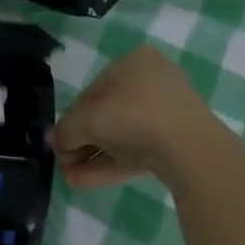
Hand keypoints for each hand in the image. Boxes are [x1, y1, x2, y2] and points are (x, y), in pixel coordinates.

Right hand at [48, 46, 215, 188]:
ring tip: (70, 178)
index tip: (59, 142)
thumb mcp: (88, 120)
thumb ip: (65, 130)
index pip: (92, 91)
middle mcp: (152, 81)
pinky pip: (138, 149)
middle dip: (82, 141)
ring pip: (122, 135)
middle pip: (107, 115)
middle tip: (64, 162)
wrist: (191, 149)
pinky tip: (85, 181)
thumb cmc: (134, 116)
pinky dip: (111, 163)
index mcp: (133, 63)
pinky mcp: (177, 141)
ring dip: (93, 156)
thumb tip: (53, 140)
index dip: (71, 118)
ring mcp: (168, 113)